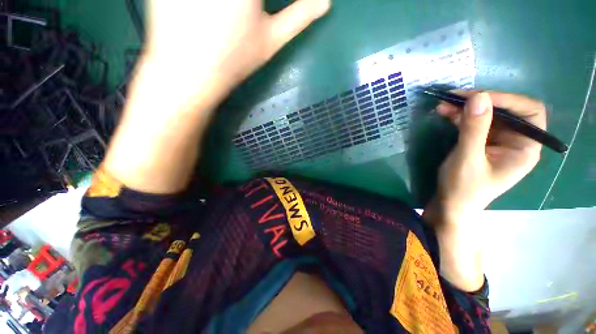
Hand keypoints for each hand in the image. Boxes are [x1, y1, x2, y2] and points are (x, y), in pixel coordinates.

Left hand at [104, 0, 330, 193]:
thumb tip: (326, 2)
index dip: (268, 2)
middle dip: (256, 3)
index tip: (266, 10)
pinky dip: (210, 4)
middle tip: (255, 12)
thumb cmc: (234, 61)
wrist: (188, 74)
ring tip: (242, 15)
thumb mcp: (272, 40)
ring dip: (245, 4)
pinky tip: (213, 14)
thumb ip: (300, 16)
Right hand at [428, 91, 545, 223]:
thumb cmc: (463, 188)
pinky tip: (445, 113)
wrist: (449, 204)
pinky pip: (473, 123)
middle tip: (455, 97)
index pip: (529, 113)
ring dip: (465, 108)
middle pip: (506, 111)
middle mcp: (515, 141)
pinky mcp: (480, 142)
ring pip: (487, 115)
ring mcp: (496, 141)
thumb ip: (475, 129)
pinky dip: (459, 116)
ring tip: (444, 104)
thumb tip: (478, 97)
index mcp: (525, 148)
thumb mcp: (468, 159)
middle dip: (481, 102)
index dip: (507, 101)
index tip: (478, 98)